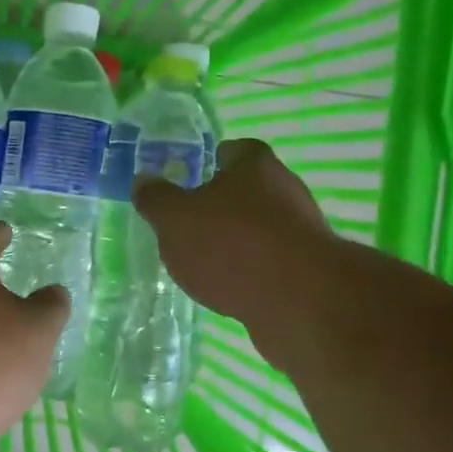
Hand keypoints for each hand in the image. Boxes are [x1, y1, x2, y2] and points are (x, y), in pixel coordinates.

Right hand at [131, 138, 344, 365]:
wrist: (300, 301)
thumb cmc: (231, 245)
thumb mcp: (175, 219)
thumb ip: (156, 199)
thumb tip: (143, 181)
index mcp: (254, 165)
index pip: (231, 150)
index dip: (209, 162)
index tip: (186, 182)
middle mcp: (284, 189)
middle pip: (247, 190)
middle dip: (219, 205)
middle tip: (187, 226)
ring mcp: (301, 231)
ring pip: (259, 228)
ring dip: (236, 241)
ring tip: (204, 263)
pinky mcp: (308, 269)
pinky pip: (270, 262)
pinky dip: (251, 271)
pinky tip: (230, 289)